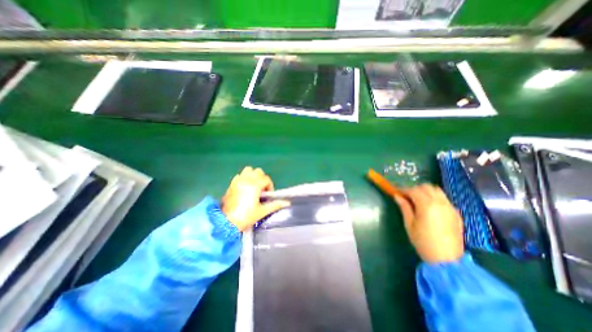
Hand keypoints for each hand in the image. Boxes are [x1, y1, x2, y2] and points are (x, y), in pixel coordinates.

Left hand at [221, 166, 290, 229]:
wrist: (226, 222)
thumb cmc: (246, 217)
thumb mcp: (262, 211)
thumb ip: (275, 205)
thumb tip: (287, 203)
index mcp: (255, 186)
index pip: (266, 179)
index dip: (270, 185)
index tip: (268, 195)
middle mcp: (246, 180)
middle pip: (258, 171)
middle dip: (262, 178)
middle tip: (262, 189)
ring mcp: (238, 181)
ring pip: (248, 170)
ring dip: (253, 175)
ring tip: (254, 186)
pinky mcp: (231, 184)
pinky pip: (239, 175)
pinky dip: (244, 178)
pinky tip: (245, 188)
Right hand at [395, 184, 464, 264]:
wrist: (446, 260)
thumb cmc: (423, 241)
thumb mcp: (409, 224)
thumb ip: (404, 207)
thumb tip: (397, 196)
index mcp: (427, 205)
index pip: (413, 190)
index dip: (403, 190)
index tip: (396, 192)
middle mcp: (440, 203)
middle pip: (426, 187)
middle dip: (414, 189)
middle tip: (406, 196)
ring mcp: (450, 207)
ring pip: (437, 190)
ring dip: (425, 191)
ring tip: (418, 200)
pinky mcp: (456, 213)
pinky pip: (444, 199)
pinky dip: (435, 198)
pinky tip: (429, 207)